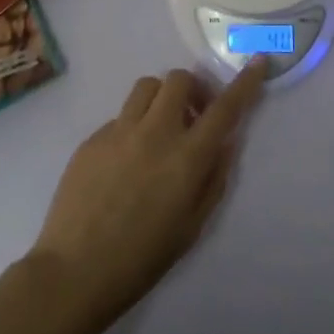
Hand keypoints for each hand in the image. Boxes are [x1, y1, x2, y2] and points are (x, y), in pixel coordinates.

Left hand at [28, 60, 270, 327]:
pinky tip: (126, 162)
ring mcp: (119, 131)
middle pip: (179, 79)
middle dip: (193, 89)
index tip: (258, 61)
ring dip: (162, 99)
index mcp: (186, 157)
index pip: (225, 108)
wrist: (75, 271)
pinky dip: (133, 127)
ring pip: (147, 87)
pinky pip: (120, 116)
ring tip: (160, 129)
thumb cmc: (143, 258)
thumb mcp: (192, 226)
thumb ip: (214, 178)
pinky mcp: (92, 138)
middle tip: (194, 116)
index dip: (245, 82)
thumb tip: (226, 142)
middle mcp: (155, 132)